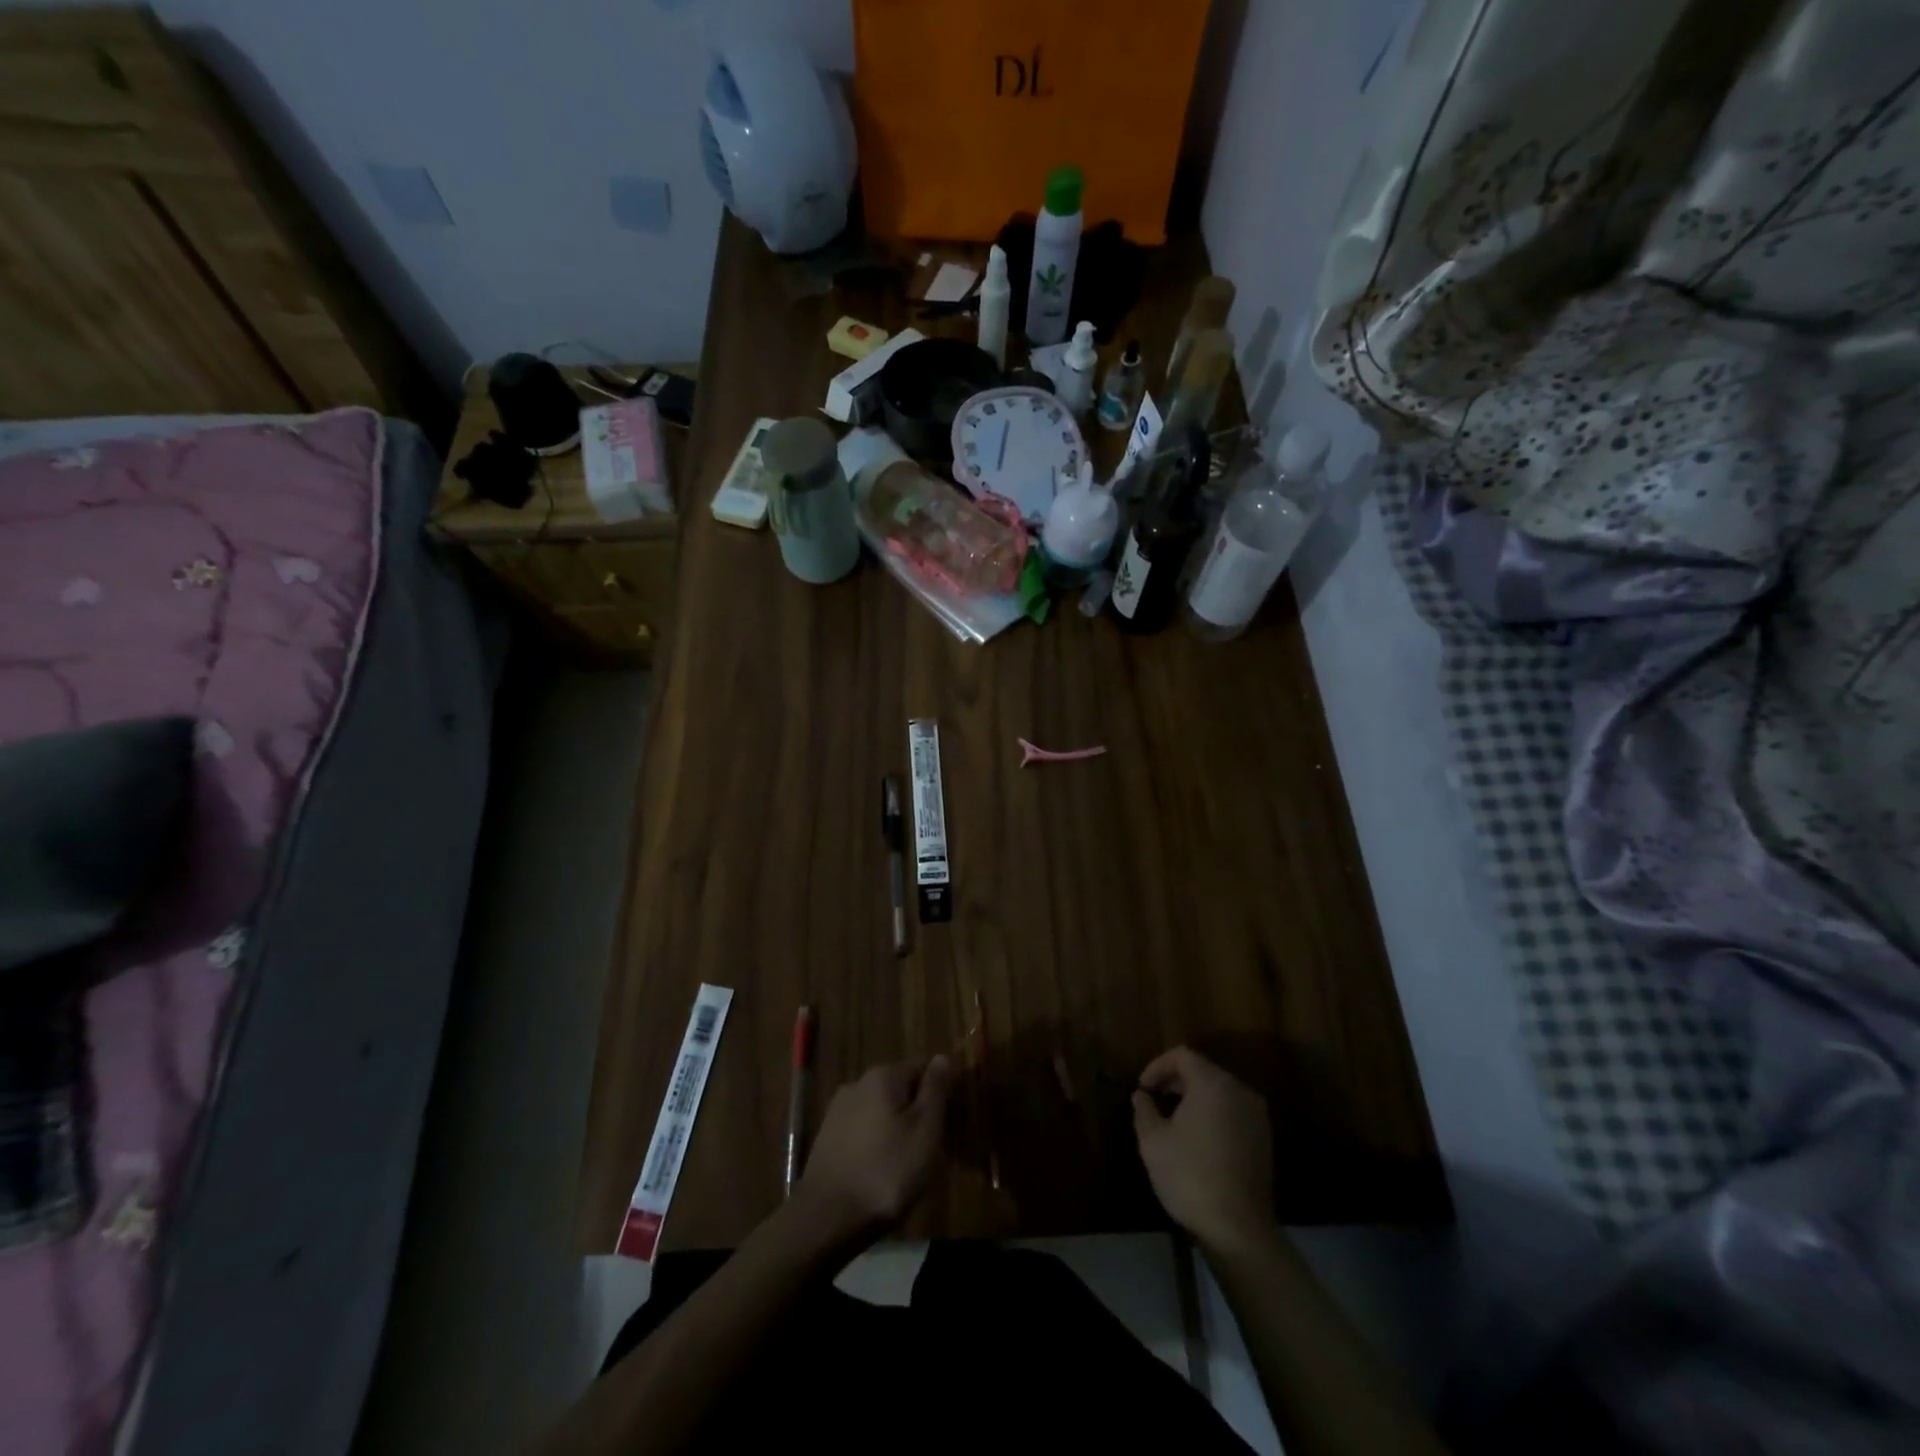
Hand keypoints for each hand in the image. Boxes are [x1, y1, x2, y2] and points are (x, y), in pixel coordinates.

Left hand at [794, 1056, 952, 1245]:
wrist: (828, 1217)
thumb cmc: (887, 1171)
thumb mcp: (925, 1130)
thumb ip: (935, 1090)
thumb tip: (942, 1056)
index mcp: (883, 1075)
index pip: (921, 1067)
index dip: (938, 1091)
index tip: (946, 1121)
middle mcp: (857, 1083)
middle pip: (898, 1088)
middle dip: (915, 1111)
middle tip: (929, 1146)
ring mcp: (838, 1111)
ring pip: (879, 1110)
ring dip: (895, 1128)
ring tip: (906, 1162)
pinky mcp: (826, 1137)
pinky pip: (862, 1130)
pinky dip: (875, 1142)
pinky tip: (880, 1170)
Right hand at [1132, 1047, 1273, 1250]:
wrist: (1238, 1229)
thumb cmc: (1190, 1176)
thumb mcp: (1153, 1141)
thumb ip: (1144, 1110)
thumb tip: (1142, 1096)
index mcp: (1213, 1083)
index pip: (1182, 1055)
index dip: (1157, 1066)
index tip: (1142, 1088)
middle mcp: (1239, 1091)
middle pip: (1203, 1071)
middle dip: (1175, 1081)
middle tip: (1153, 1101)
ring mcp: (1256, 1116)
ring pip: (1219, 1092)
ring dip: (1194, 1098)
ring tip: (1172, 1120)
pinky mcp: (1264, 1140)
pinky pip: (1233, 1112)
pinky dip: (1213, 1114)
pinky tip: (1197, 1139)